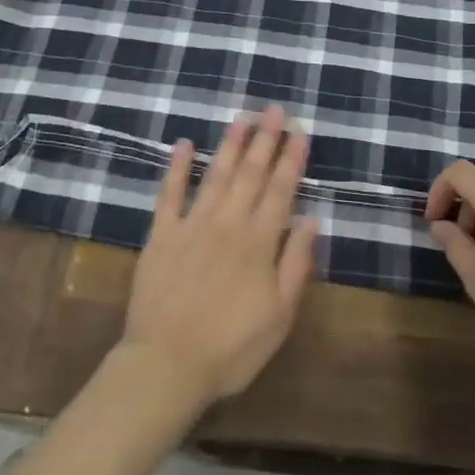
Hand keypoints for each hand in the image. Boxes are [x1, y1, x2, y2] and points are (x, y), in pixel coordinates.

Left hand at [119, 108, 320, 411]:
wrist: (166, 365)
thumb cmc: (231, 348)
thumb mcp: (280, 316)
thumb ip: (296, 264)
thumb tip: (312, 220)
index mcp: (259, 242)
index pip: (281, 190)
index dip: (292, 159)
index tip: (300, 131)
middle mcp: (228, 223)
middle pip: (251, 173)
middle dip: (265, 139)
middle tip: (274, 109)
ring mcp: (193, 225)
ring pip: (217, 175)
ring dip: (231, 144)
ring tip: (242, 116)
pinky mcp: (162, 235)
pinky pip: (170, 194)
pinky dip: (177, 168)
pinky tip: (184, 144)